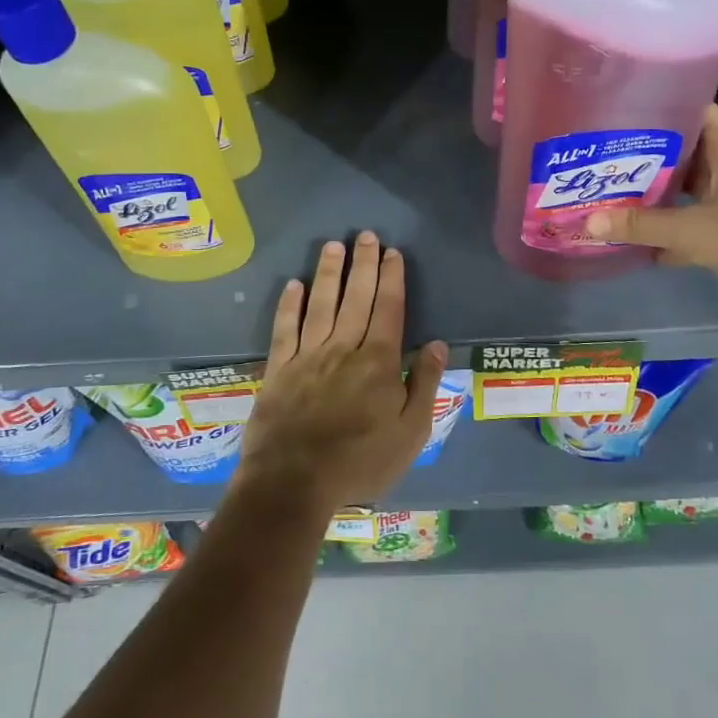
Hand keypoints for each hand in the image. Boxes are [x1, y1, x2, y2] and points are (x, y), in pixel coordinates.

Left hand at [233, 232, 447, 516]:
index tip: (392, 252)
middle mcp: (344, 348)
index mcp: (379, 361)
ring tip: (333, 245)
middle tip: (365, 235)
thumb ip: (425, 384)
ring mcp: (308, 356)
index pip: (389, 309)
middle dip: (363, 264)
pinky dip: (289, 305)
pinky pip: (285, 328)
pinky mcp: (279, 369)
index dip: (392, 278)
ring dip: (329, 273)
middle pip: (357, 297)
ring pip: (321, 304)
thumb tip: (438, 343)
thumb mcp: (411, 432)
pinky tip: (293, 285)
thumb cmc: (360, 461)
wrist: (294, 482)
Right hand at [584, 106, 717, 331]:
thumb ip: (643, 226)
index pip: (685, 107)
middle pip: (676, 148)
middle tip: (591, 156)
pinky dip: (664, 227)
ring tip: (599, 191)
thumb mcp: (699, 232)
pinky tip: (627, 237)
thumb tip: (587, 222)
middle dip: (636, 155)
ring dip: (648, 193)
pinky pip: (688, 218)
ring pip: (680, 185)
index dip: (648, 106)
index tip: (606, 112)